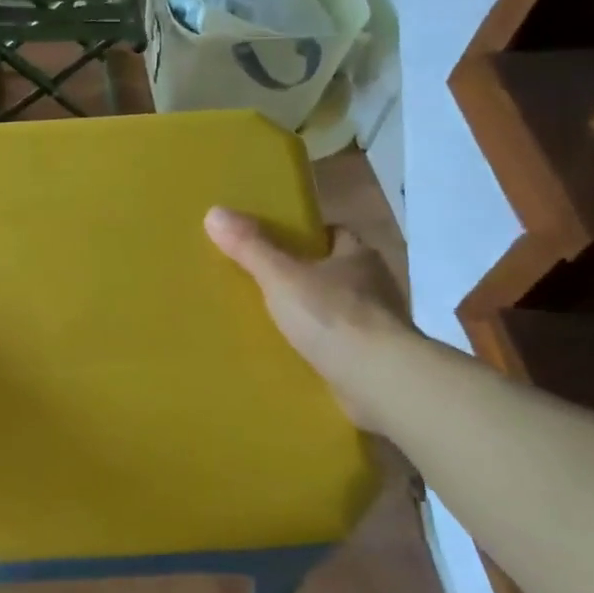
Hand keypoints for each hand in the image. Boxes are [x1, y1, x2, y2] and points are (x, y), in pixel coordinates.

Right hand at [204, 207, 419, 434]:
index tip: (276, 244)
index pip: (333, 234)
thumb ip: (251, 247)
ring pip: (339, 310)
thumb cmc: (333, 316)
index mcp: (359, 256)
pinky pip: (342, 346)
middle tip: (266, 284)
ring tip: (275, 323)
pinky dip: (322, 349)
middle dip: (306, 277)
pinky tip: (296, 356)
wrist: (379, 380)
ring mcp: (379, 325)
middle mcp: (375, 285)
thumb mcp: (281, 277)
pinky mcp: (377, 360)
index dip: (306, 236)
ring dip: (315, 316)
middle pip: (335, 272)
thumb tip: (214, 212)